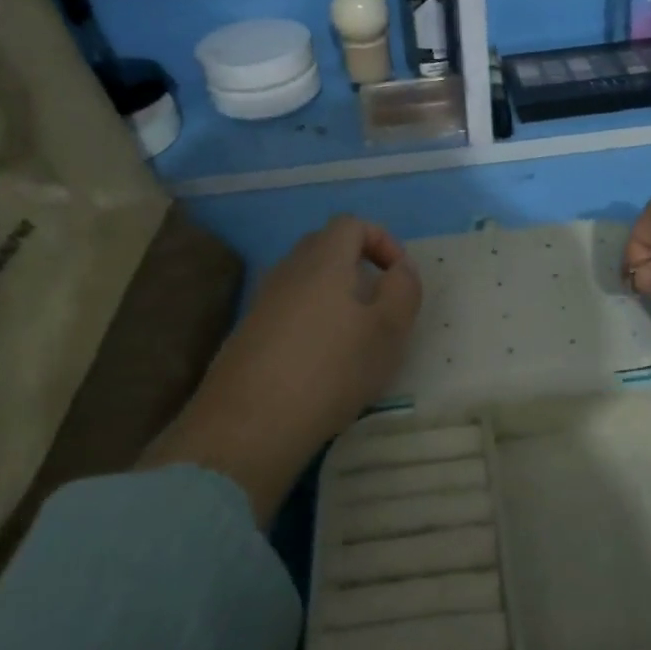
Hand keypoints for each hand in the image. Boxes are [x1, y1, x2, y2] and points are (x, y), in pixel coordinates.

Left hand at [143, 216, 422, 520]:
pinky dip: (310, 322)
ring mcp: (262, 302)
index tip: (398, 277)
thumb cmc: (331, 370)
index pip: (351, 224)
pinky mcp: (247, 334)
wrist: (248, 426)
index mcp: (323, 260)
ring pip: (304, 281)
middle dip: (357, 265)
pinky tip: (320, 363)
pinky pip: (287, 310)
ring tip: (354, 337)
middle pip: (325, 247)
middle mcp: (288, 271)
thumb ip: (403, 290)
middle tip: (379, 303)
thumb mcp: (388, 331)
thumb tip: (400, 269)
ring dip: (334, 296)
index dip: (382, 240)